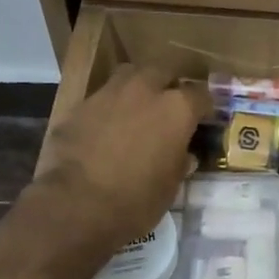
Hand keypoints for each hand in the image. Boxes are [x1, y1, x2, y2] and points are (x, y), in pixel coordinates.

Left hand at [29, 66, 208, 258]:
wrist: (75, 205)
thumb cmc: (135, 201)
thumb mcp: (169, 189)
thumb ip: (178, 164)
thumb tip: (184, 156)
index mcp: (176, 109)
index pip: (200, 95)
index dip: (203, 107)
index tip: (202, 119)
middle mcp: (144, 90)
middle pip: (162, 73)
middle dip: (167, 87)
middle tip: (167, 109)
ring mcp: (108, 94)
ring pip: (128, 76)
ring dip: (136, 88)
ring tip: (136, 110)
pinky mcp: (78, 106)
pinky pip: (100, 99)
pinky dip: (106, 109)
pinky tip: (103, 130)